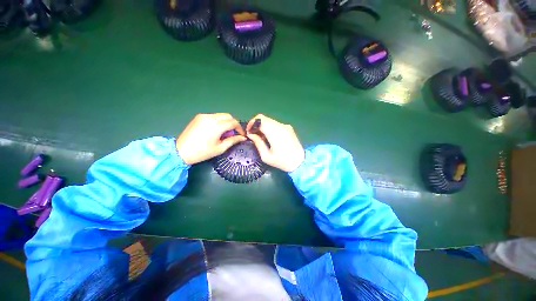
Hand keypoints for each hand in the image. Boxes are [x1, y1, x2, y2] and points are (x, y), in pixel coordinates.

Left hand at [176, 113, 245, 164]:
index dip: (239, 128)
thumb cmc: (202, 152)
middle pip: (228, 116)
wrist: (181, 151)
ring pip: (221, 115)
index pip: (233, 122)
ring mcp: (204, 116)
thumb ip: (233, 141)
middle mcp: (211, 118)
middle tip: (234, 133)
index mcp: (217, 126)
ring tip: (225, 132)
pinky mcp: (199, 117)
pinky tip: (216, 130)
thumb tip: (243, 138)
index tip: (241, 135)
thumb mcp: (220, 148)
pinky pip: (213, 116)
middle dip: (234, 123)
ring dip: (226, 122)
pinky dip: (219, 121)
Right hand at [246, 114, 304, 172]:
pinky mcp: (289, 128)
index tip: (249, 132)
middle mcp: (280, 126)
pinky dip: (270, 128)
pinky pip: (276, 124)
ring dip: (263, 127)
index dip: (251, 123)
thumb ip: (258, 143)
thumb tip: (250, 134)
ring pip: (270, 121)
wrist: (300, 162)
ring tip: (262, 138)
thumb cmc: (282, 162)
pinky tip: (270, 138)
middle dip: (256, 125)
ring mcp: (286, 126)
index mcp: (274, 132)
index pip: (260, 119)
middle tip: (254, 136)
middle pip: (264, 118)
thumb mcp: (266, 156)